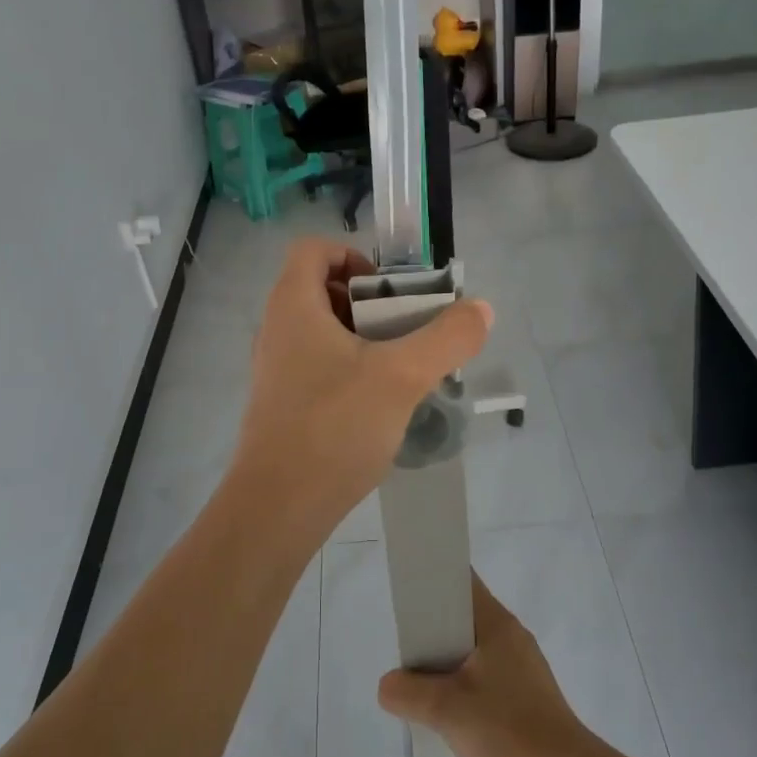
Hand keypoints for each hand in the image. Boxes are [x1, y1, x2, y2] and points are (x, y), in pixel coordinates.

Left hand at [224, 238, 491, 549]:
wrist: (278, 507)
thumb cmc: (335, 426)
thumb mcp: (402, 376)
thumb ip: (447, 337)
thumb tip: (482, 309)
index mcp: (293, 305)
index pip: (314, 249)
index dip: (353, 256)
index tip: (389, 292)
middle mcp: (276, 329)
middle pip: (322, 289)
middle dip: (369, 303)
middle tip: (406, 330)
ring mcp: (274, 368)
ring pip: (321, 331)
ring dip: (363, 339)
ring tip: (401, 369)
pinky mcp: (280, 403)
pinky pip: (316, 366)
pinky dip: (348, 369)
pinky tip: (378, 404)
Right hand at [376, 575, 590, 756]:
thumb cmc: (508, 730)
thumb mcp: (446, 711)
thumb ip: (408, 693)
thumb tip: (387, 685)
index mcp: (495, 623)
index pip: (461, 580)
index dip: (432, 579)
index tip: (406, 595)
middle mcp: (511, 633)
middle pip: (464, 614)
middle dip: (432, 628)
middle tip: (406, 650)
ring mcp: (522, 662)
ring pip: (474, 646)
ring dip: (448, 659)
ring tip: (423, 683)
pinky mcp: (527, 690)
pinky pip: (487, 670)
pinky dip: (465, 679)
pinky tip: (453, 709)